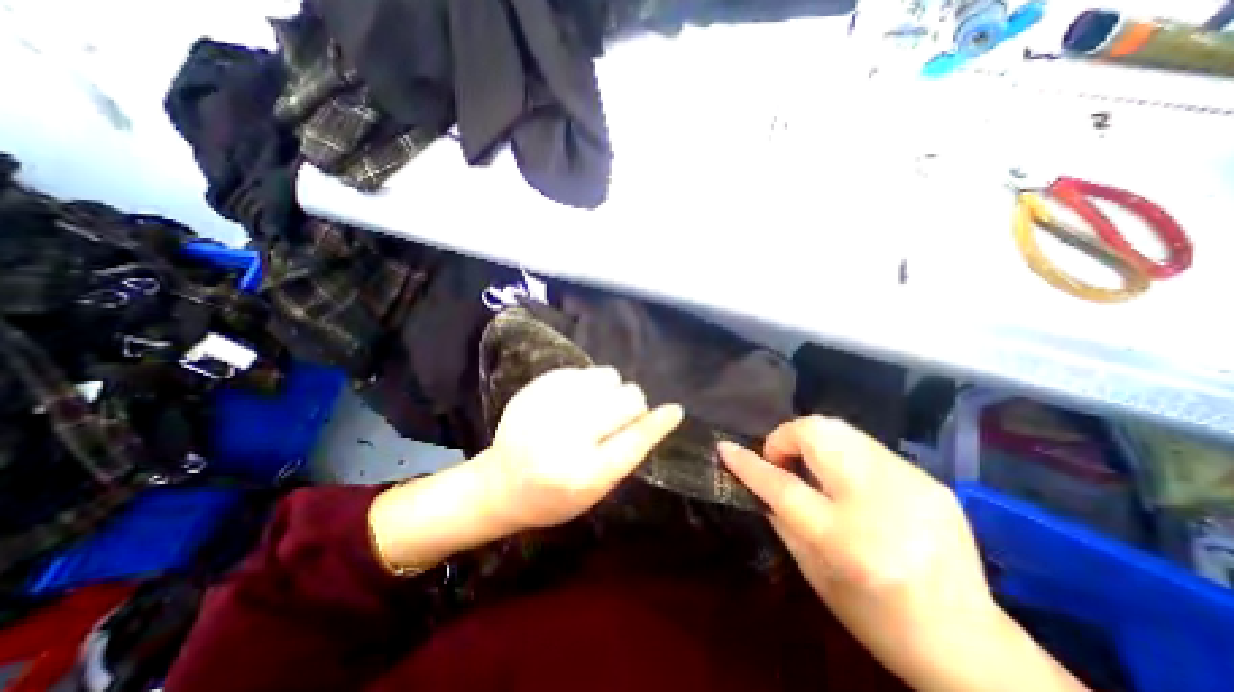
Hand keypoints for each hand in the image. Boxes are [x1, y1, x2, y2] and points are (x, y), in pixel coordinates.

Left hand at [490, 369, 688, 529]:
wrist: (501, 483)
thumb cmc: (554, 496)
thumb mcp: (596, 490)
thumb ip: (626, 454)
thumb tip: (658, 418)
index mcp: (584, 473)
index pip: (634, 440)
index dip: (658, 423)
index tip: (675, 410)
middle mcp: (567, 437)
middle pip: (626, 400)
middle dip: (632, 404)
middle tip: (620, 414)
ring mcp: (550, 407)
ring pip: (607, 376)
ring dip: (611, 389)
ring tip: (597, 404)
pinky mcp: (537, 388)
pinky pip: (584, 371)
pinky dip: (590, 383)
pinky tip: (577, 398)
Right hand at [715, 418, 1012, 690]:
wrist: (972, 646)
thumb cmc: (877, 618)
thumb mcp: (813, 572)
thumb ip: (781, 517)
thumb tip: (759, 479)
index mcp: (847, 539)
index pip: (783, 486)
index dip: (749, 464)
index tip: (725, 448)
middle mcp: (881, 502)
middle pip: (817, 434)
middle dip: (786, 437)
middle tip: (782, 461)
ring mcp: (911, 484)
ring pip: (841, 430)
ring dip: (813, 442)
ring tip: (812, 468)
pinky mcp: (929, 480)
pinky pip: (866, 447)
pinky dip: (843, 455)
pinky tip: (848, 483)